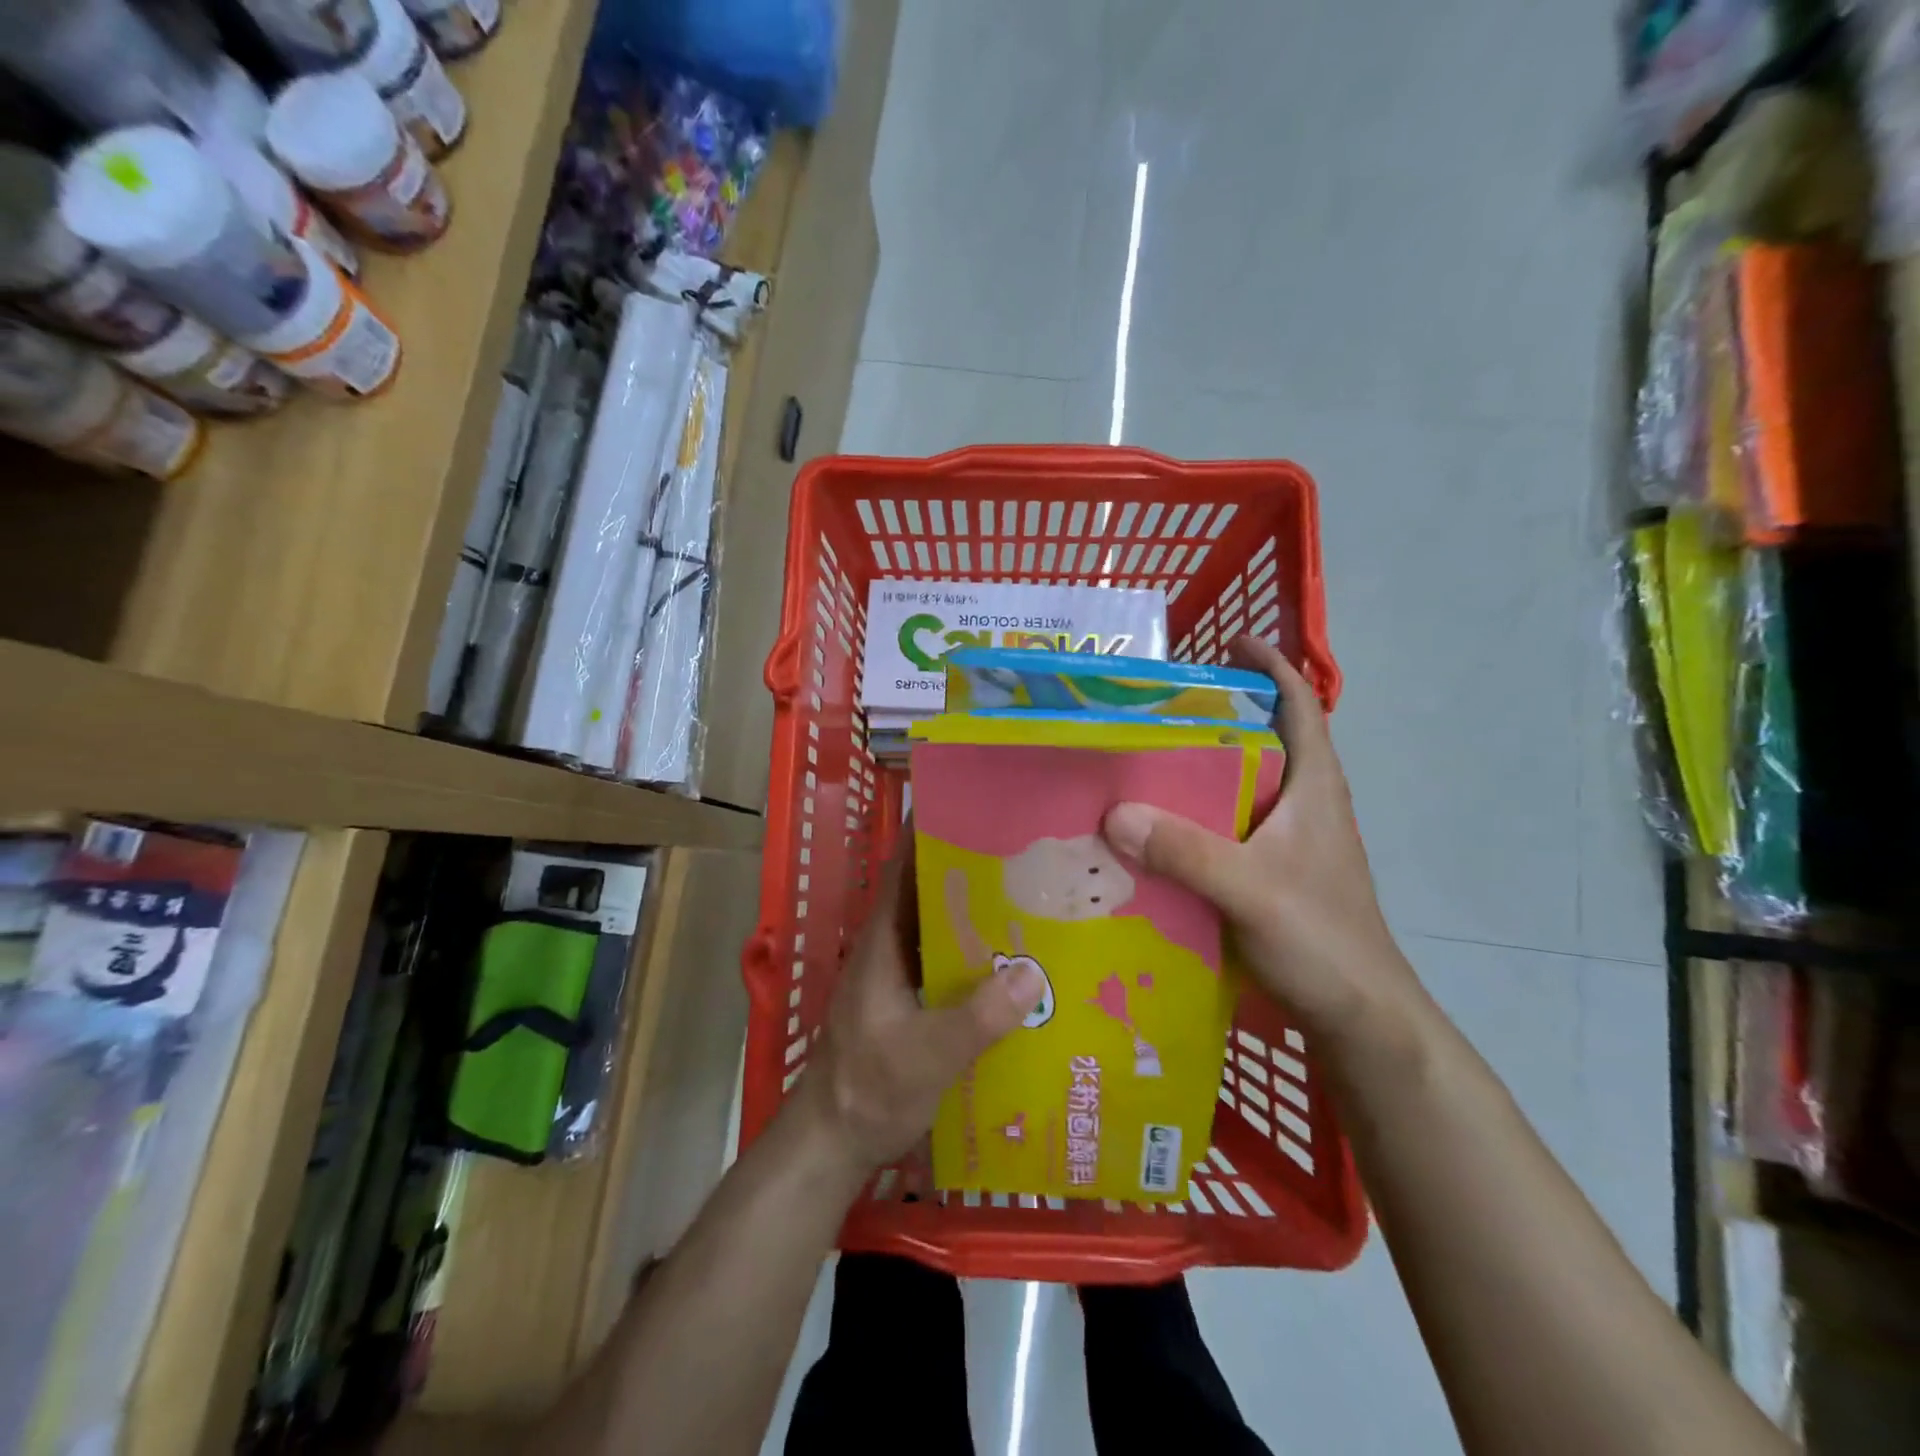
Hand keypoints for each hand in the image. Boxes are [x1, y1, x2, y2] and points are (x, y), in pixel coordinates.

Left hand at [798, 836, 1045, 1172]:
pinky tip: (1020, 967)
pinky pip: (951, 965)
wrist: (834, 1143)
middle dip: (974, 871)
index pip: (905, 868)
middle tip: (1030, 855)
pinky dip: (980, 958)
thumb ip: (976, 1017)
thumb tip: (1033, 972)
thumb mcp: (925, 1055)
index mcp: (883, 940)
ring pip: (944, 930)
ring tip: (1037, 901)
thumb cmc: (868, 1088)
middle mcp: (892, 947)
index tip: (977, 809)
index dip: (932, 834)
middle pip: (932, 894)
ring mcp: (902, 976)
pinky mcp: (914, 1004)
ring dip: (981, 916)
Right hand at [1101, 636, 1423, 1054]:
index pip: (1299, 707)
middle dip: (1218, 715)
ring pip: (1241, 788)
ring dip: (1201, 769)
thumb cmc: (1322, 942)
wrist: (1361, 1019)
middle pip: (1262, 741)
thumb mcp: (1250, 890)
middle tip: (1156, 706)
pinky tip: (1155, 831)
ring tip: (1142, 761)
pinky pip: (1227, 829)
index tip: (1231, 642)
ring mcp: (1290, 844)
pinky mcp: (1273, 876)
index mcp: (1314, 789)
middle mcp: (1304, 806)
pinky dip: (1195, 818)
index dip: (1272, 668)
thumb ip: (1187, 852)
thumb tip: (1115, 812)